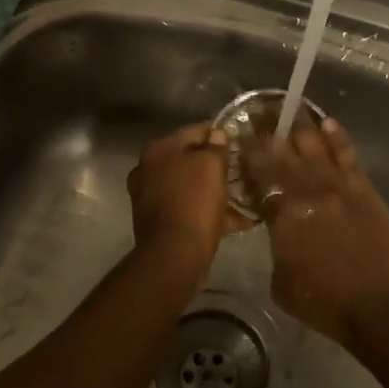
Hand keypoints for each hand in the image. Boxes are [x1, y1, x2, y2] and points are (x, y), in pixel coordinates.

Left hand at [126, 124, 240, 277]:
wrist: (174, 255)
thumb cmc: (193, 202)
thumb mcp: (211, 167)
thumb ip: (215, 146)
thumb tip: (216, 134)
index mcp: (158, 150)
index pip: (193, 131)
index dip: (218, 134)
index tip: (239, 141)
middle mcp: (148, 169)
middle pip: (188, 160)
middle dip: (214, 165)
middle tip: (240, 170)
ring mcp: (149, 197)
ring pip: (188, 186)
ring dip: (212, 189)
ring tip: (240, 195)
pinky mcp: (157, 222)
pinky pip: (187, 209)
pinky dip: (206, 211)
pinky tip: (233, 219)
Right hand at [238, 114, 388, 344]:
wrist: (381, 305)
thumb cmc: (325, 302)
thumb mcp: (282, 281)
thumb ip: (277, 246)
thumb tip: (279, 229)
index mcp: (283, 214)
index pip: (260, 176)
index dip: (249, 155)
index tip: (241, 136)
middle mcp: (308, 191)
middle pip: (285, 153)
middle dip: (271, 131)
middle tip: (260, 111)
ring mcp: (339, 187)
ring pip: (316, 147)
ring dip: (301, 125)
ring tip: (289, 106)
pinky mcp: (364, 190)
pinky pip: (347, 156)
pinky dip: (337, 137)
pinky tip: (328, 121)